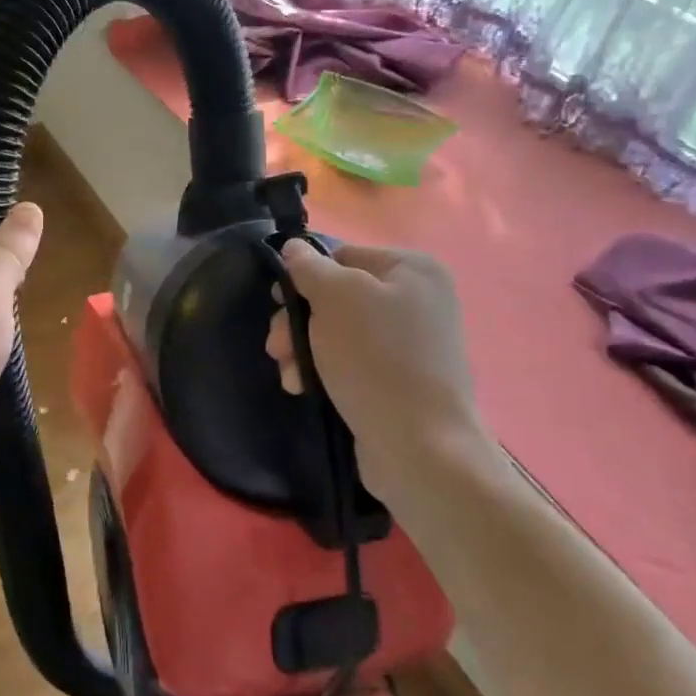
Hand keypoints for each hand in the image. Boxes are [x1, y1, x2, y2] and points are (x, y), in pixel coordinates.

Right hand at [267, 240, 493, 502]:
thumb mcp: (335, 298)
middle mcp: (417, 300)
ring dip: (303, 349)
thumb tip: (294, 247)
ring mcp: (411, 343)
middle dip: (299, 321)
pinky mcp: (399, 380)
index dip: (304, 277)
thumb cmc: (376, 359)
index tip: (277, 303)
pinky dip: (323, 371)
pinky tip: (303, 388)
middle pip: (337, 296)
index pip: (342, 255)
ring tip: (288, 374)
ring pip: (337, 332)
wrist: (420, 448)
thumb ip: (309, 267)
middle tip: (276, 347)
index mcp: (413, 269)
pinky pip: (351, 362)